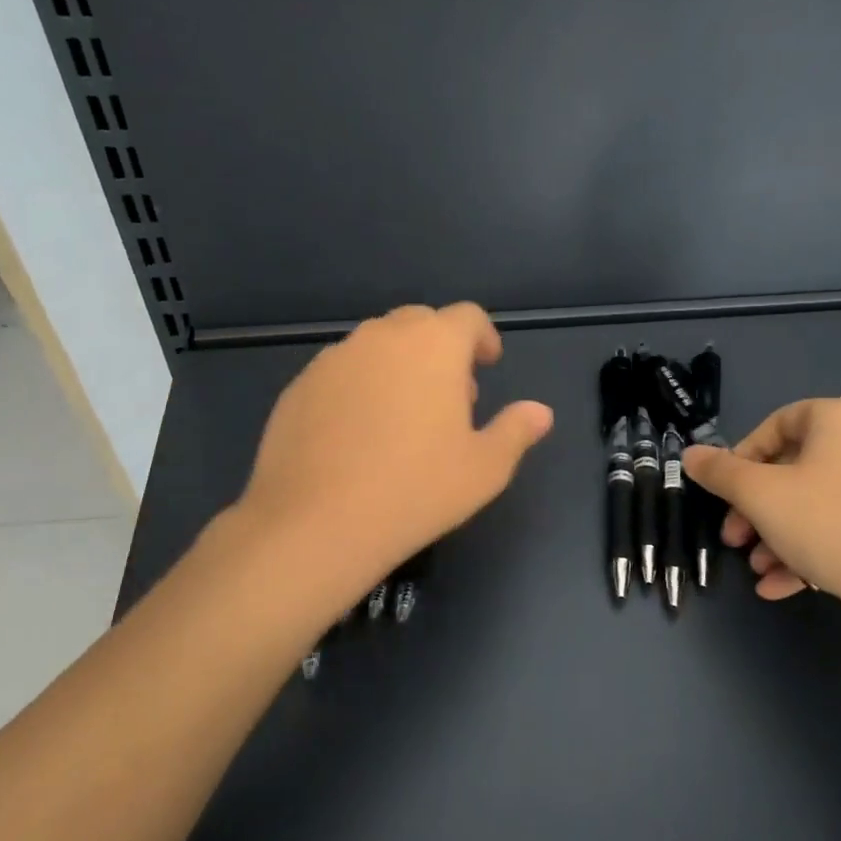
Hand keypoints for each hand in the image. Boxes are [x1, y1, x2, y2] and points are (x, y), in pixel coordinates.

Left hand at [235, 303, 553, 594]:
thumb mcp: (485, 468)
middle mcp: (382, 337)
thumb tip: (540, 412)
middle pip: (420, 323)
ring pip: (377, 345)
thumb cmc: (416, 490)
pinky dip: (360, 385)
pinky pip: (342, 371)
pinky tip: (358, 433)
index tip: (487, 365)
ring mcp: (335, 358)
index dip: (482, 337)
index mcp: (434, 345)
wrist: (316, 523)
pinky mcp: (300, 384)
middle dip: (441, 348)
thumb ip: (516, 430)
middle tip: (450, 394)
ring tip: (403, 415)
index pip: (467, 317)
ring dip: (399, 364)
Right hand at [683, 398, 840, 626]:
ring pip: (818, 502)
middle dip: (757, 509)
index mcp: (840, 419)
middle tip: (735, 539)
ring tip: (759, 569)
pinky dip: (814, 548)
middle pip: (795, 468)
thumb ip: (720, 472)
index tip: (725, 495)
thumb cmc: (833, 526)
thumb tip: (691, 454)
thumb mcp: (761, 496)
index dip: (740, 460)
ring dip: (780, 534)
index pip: (775, 425)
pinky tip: (785, 585)